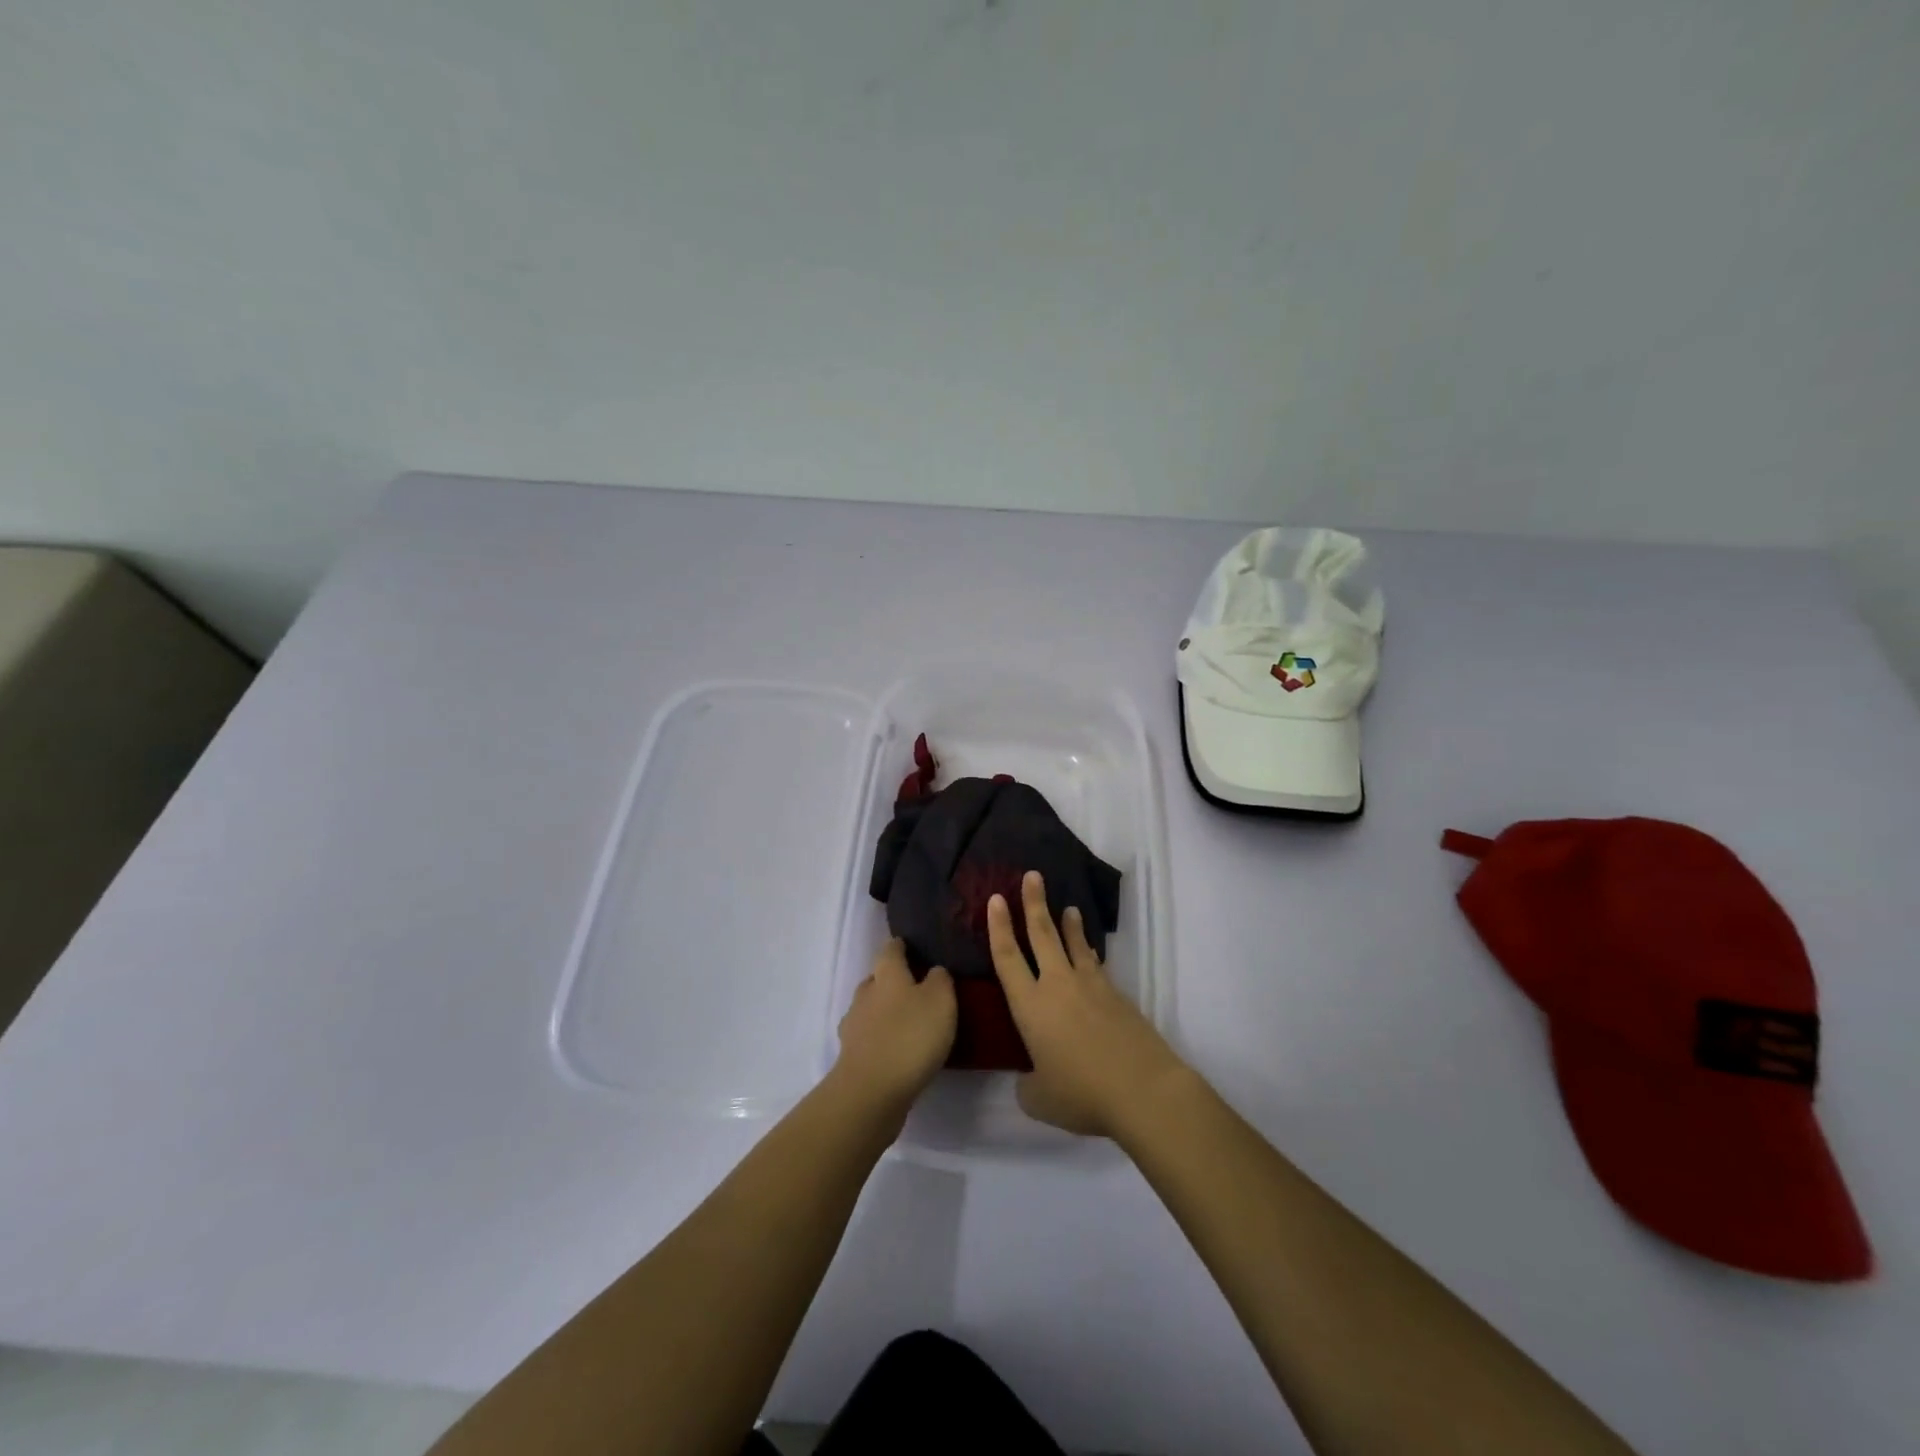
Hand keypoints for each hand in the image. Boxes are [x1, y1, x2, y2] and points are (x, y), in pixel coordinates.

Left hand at [833, 939, 955, 1112]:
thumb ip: (940, 980)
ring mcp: (854, 1026)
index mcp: (886, 974)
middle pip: (877, 979)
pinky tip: (897, 1050)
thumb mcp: (941, 1000)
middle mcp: (865, 994)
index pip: (890, 949)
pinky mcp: (852, 1056)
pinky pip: (869, 1037)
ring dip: (885, 1012)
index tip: (911, 946)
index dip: (900, 946)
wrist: (871, 1092)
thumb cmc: (910, 1036)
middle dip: (892, 980)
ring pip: (870, 1009)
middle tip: (917, 988)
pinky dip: (881, 1039)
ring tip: (909, 1023)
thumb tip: (933, 971)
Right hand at [988, 871, 1189, 1138]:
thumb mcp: (1040, 1099)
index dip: (999, 926)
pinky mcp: (1116, 994)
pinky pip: (1095, 965)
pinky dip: (1089, 952)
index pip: (1007, 957)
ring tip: (1067, 906)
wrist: (1142, 1089)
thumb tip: (1030, 1079)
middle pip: (1042, 935)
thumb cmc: (1082, 1094)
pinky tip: (1090, 952)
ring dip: (1067, 923)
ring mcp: (1090, 986)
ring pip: (1074, 944)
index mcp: (1030, 1007)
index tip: (996, 898)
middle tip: (1032, 875)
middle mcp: (1057, 986)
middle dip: (1034, 903)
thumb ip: (1028, 1085)